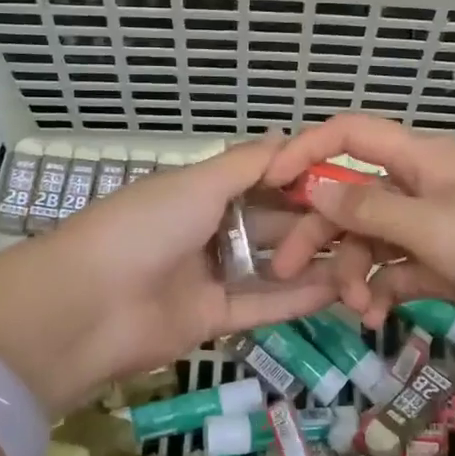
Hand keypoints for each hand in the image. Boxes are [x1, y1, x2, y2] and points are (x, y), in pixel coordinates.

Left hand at [0, 136, 339, 415]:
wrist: (88, 307)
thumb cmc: (144, 228)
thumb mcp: (197, 183)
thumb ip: (248, 164)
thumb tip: (293, 136)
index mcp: (199, 192)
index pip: (262, 181)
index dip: (302, 180)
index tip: (347, 181)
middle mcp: (208, 231)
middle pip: (272, 224)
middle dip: (314, 223)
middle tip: (366, 226)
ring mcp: (210, 276)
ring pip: (272, 267)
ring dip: (313, 263)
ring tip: (364, 261)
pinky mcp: (213, 319)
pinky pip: (262, 305)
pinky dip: (297, 298)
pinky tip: (338, 290)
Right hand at [262, 115, 454, 355]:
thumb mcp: (433, 226)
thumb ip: (370, 210)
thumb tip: (314, 189)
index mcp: (420, 160)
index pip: (350, 136)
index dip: (306, 150)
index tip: (270, 183)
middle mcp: (421, 188)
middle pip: (352, 198)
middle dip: (319, 231)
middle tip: (288, 270)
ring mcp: (433, 229)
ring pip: (372, 240)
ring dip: (354, 271)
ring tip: (355, 308)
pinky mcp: (445, 266)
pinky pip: (398, 271)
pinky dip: (383, 291)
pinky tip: (375, 317)